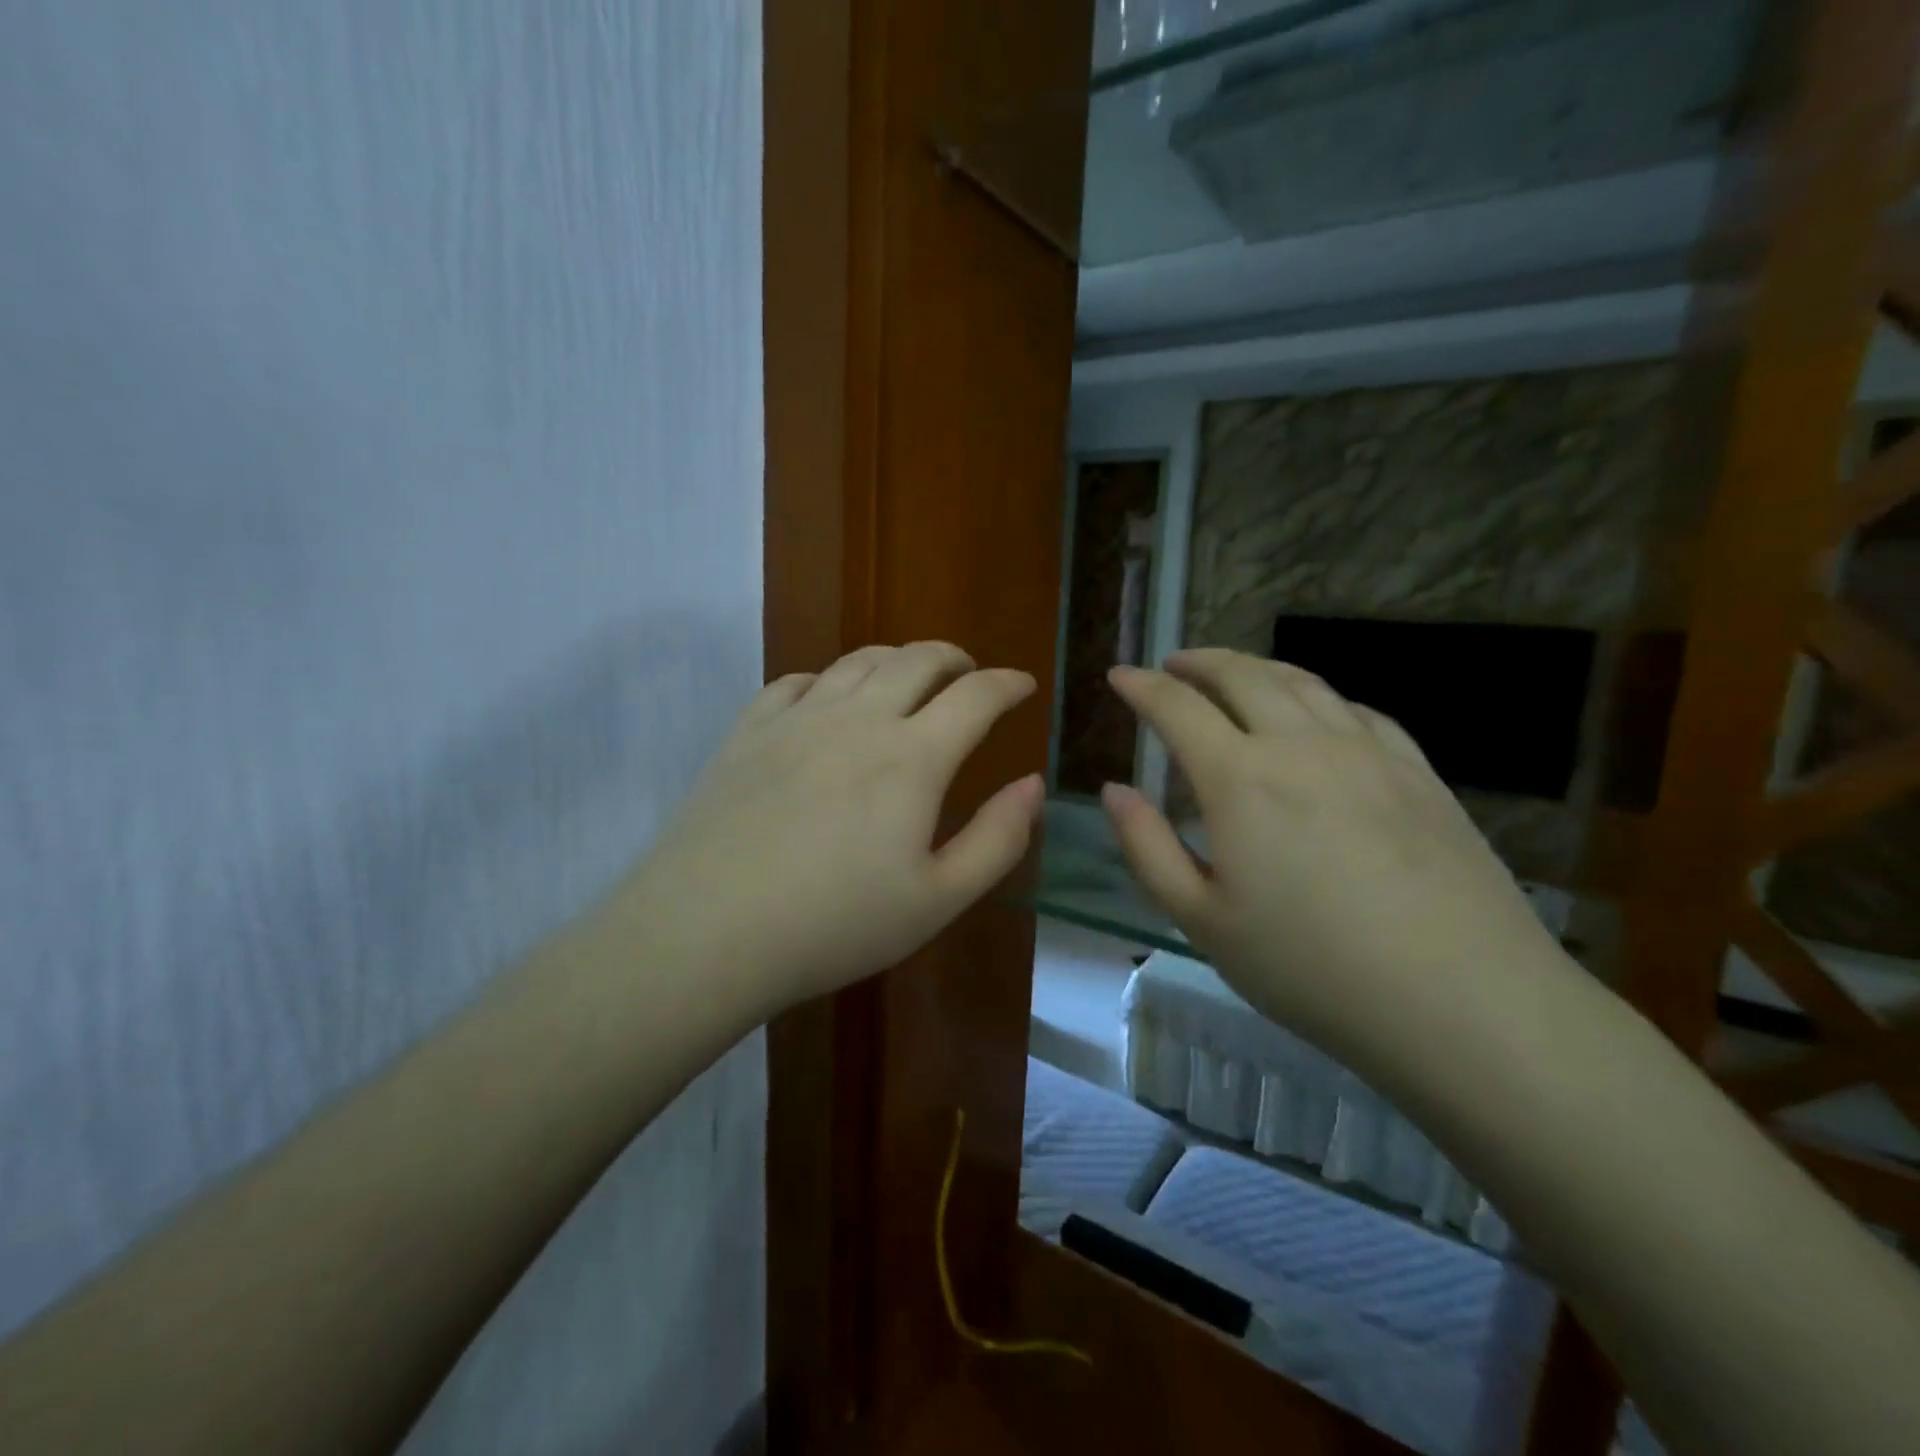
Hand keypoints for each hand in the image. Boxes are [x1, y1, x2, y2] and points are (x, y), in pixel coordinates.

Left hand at [625, 642, 1042, 1016]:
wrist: (707, 932)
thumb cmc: (834, 925)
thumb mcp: (937, 900)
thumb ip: (997, 839)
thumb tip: (1033, 784)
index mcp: (912, 758)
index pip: (975, 696)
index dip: (1007, 684)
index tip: (1023, 685)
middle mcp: (859, 719)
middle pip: (918, 660)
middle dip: (955, 659)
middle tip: (969, 675)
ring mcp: (797, 719)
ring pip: (859, 661)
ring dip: (897, 659)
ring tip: (910, 677)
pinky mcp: (748, 731)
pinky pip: (797, 681)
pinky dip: (829, 678)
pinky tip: (829, 699)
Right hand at [1104, 648, 1566, 1079]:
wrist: (1462, 1000)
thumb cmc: (1309, 968)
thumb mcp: (1201, 920)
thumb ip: (1147, 847)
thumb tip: (1114, 790)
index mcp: (1240, 778)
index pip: (1177, 708)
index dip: (1141, 686)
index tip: (1119, 676)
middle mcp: (1300, 744)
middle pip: (1242, 676)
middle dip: (1198, 663)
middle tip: (1172, 665)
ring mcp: (1368, 752)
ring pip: (1302, 683)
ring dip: (1255, 668)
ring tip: (1233, 674)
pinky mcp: (1418, 771)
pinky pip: (1357, 710)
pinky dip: (1318, 696)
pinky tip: (1315, 713)